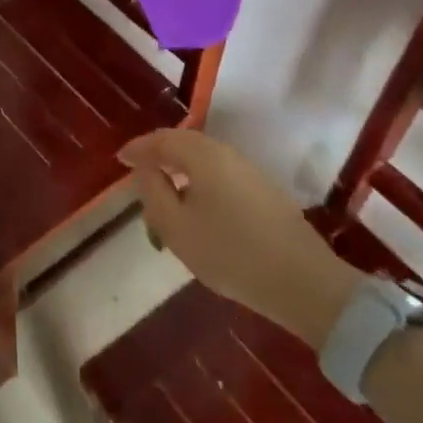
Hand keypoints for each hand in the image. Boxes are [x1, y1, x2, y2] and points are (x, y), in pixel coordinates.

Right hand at [119, 128, 360, 346]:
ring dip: (180, 172)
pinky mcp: (264, 192)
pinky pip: (220, 176)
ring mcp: (250, 172)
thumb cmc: (229, 253)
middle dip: (159, 157)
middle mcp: (227, 154)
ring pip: (204, 161)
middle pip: (185, 144)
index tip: (119, 159)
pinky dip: (199, 184)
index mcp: (203, 155)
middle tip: (138, 174)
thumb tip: (146, 167)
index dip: (138, 149)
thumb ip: (152, 191)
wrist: (302, 282)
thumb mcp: (175, 226)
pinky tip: (195, 208)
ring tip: (164, 197)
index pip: (162, 140)